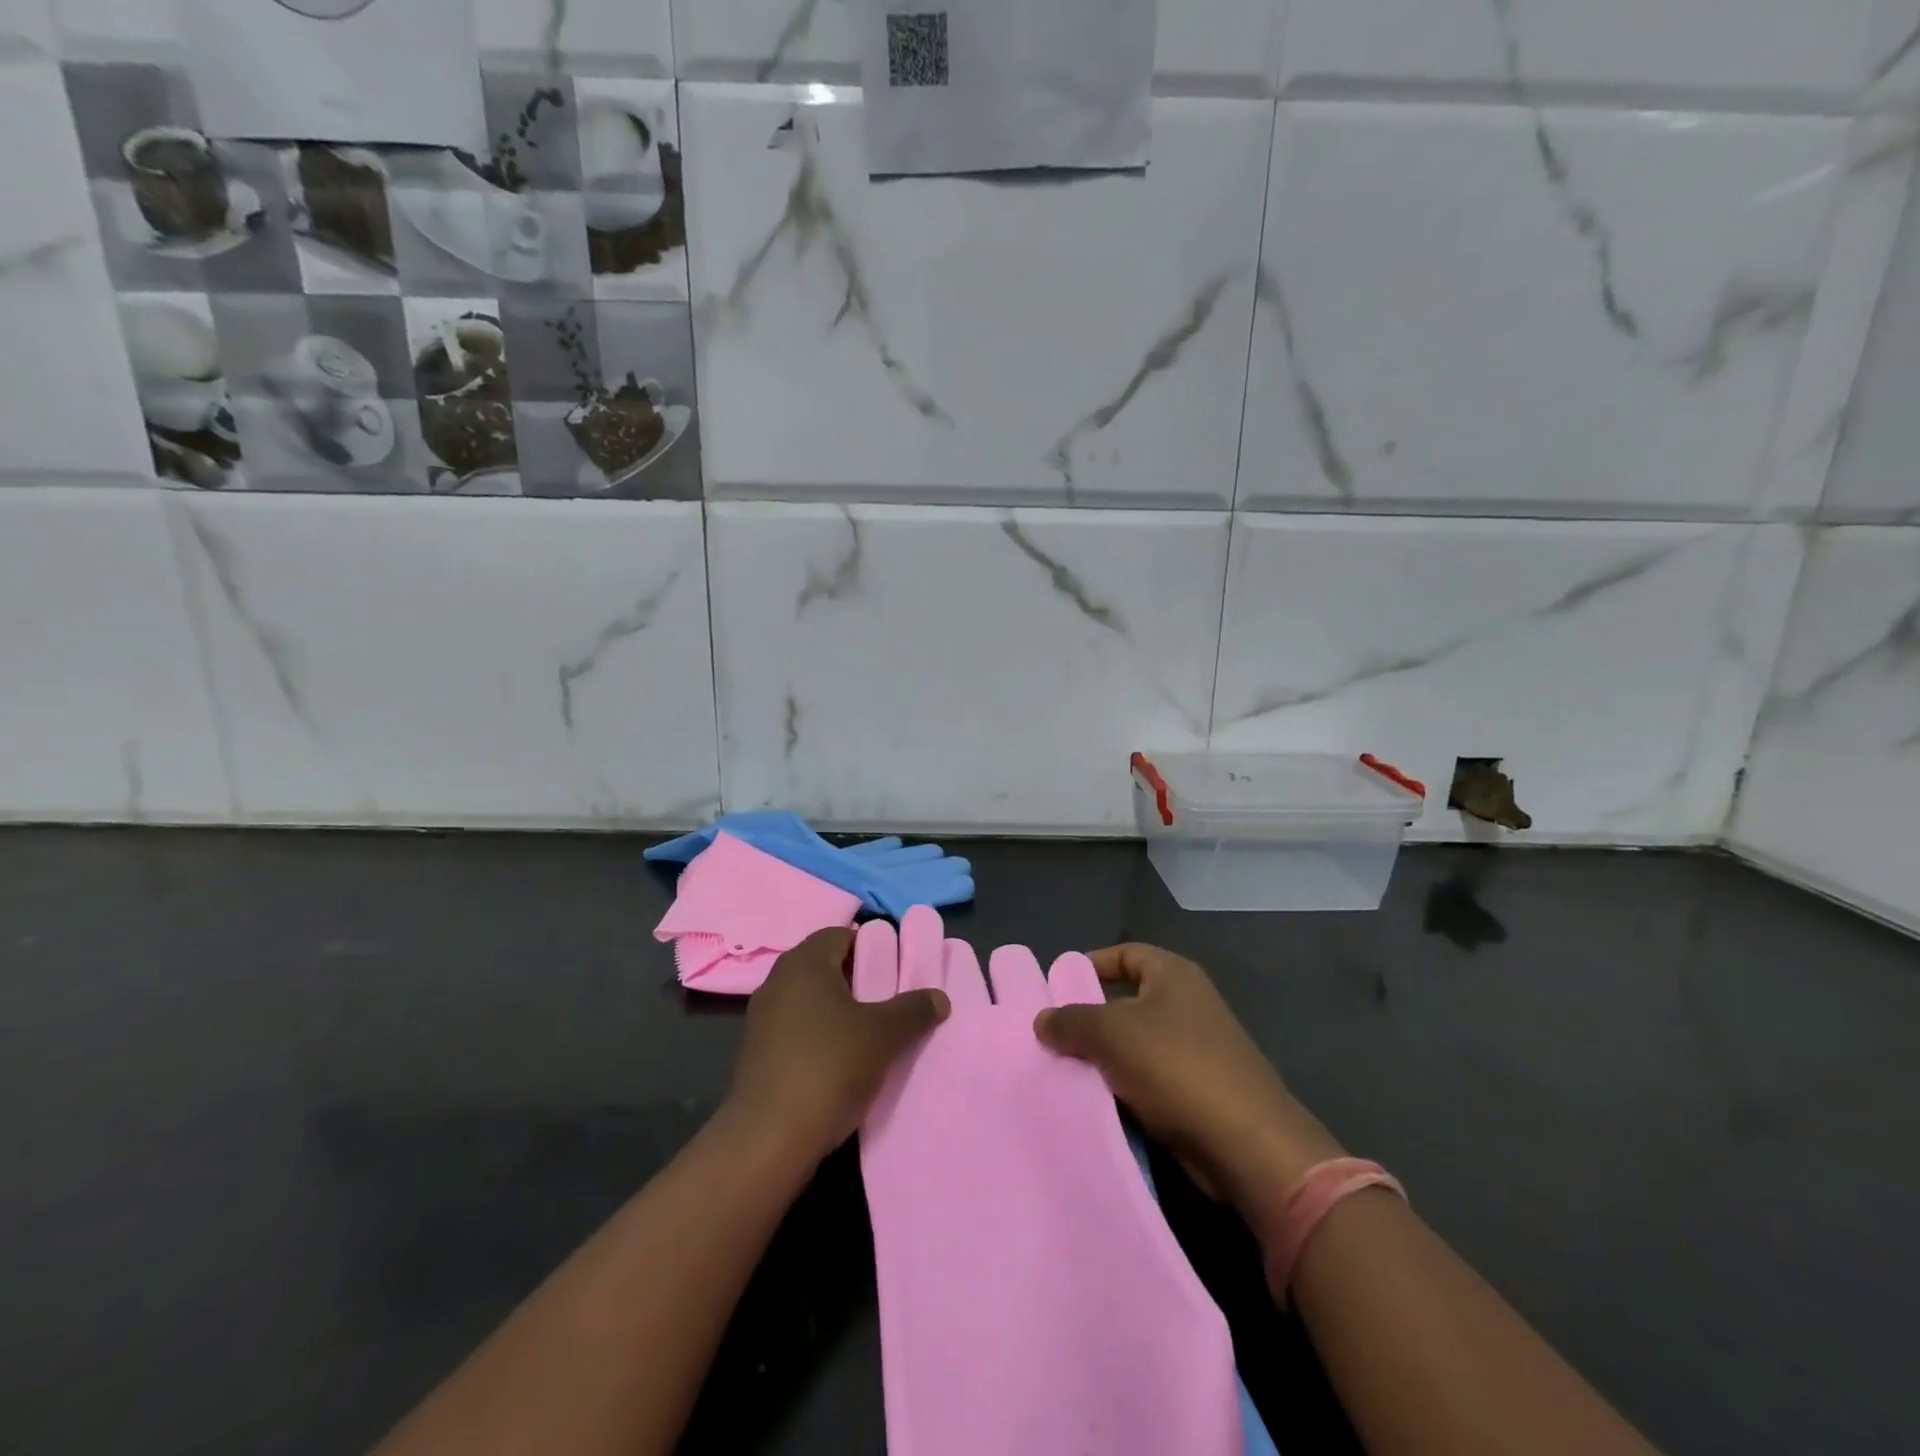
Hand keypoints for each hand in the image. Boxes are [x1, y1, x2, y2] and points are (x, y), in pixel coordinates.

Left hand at [726, 927, 949, 1165]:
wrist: (768, 1139)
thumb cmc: (829, 1067)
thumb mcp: (883, 1035)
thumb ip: (913, 1009)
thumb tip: (939, 997)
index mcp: (804, 963)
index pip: (841, 934)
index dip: (872, 946)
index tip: (897, 969)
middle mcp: (777, 981)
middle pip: (825, 967)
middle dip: (858, 980)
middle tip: (890, 1000)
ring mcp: (761, 1019)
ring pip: (810, 1001)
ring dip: (839, 1011)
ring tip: (871, 1033)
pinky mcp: (756, 1054)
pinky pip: (796, 1030)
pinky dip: (819, 1036)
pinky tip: (842, 1062)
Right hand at [1034, 943, 1344, 1231]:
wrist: (1245, 1143)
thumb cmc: (1176, 1066)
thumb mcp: (1111, 1033)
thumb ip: (1071, 1021)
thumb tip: (1042, 1020)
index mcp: (1174, 975)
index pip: (1126, 954)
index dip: (1091, 965)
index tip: (1057, 987)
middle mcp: (1188, 1004)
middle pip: (1127, 1000)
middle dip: (1090, 1017)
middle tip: (1051, 1033)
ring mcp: (1197, 1048)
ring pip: (1135, 1043)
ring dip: (1104, 1057)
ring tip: (1063, 1068)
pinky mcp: (1198, 1090)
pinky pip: (1148, 1078)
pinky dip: (1123, 1086)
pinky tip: (1095, 1099)